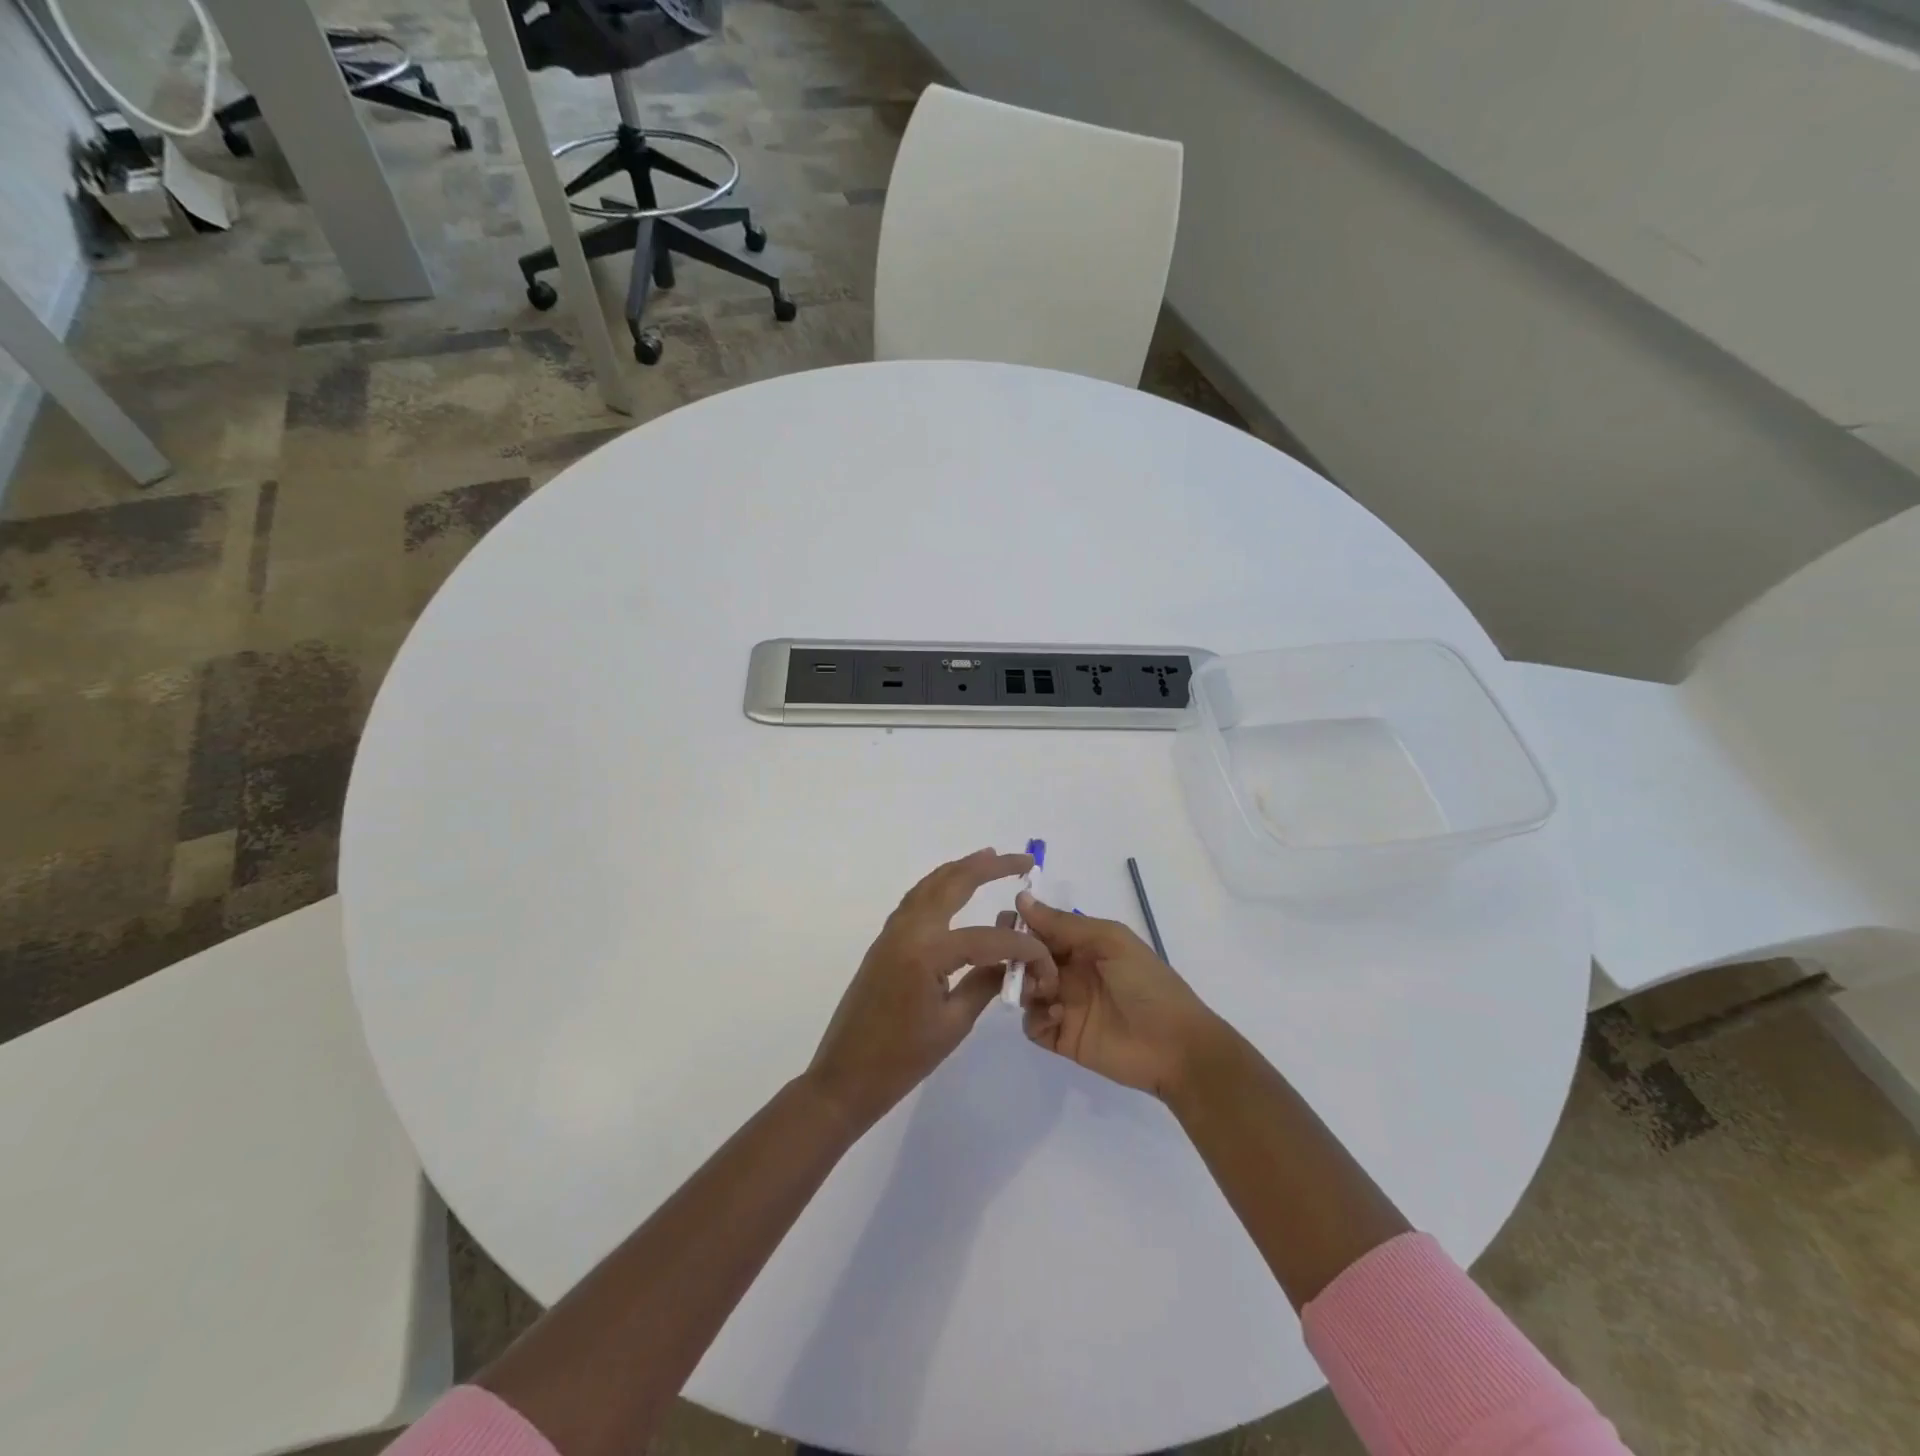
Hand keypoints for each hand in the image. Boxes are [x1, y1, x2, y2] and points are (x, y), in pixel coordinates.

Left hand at [806, 849, 1056, 1131]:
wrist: (845, 1077)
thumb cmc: (902, 1059)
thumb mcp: (953, 1024)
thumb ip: (985, 983)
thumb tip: (1013, 961)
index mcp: (927, 951)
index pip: (988, 937)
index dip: (1022, 947)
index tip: (1046, 959)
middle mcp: (908, 929)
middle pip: (952, 884)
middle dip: (989, 867)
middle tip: (1022, 860)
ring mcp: (892, 932)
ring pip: (930, 885)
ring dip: (961, 870)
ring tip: (990, 859)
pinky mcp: (885, 941)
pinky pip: (916, 900)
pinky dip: (939, 886)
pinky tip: (954, 889)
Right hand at [1017, 893, 1220, 1101]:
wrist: (1175, 1045)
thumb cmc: (1146, 983)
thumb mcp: (1110, 941)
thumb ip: (1063, 923)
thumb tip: (1022, 898)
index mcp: (1083, 945)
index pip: (1041, 929)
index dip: (1021, 924)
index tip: (1004, 923)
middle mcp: (1070, 972)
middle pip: (1027, 959)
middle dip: (1016, 956)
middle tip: (1014, 959)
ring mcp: (1064, 1006)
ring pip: (1025, 991)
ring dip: (1026, 985)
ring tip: (1044, 989)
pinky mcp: (1062, 1038)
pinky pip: (1033, 1025)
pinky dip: (1036, 1018)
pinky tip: (1057, 1014)